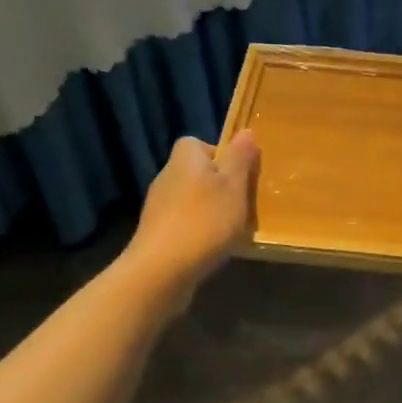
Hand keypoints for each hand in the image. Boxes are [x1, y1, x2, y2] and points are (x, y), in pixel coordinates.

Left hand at [127, 132, 259, 302]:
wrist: (161, 270)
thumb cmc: (204, 221)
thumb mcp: (234, 186)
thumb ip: (240, 158)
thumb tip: (245, 131)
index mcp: (185, 158)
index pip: (199, 143)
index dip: (222, 156)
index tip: (240, 176)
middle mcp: (167, 176)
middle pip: (198, 172)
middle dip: (220, 186)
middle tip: (242, 203)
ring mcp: (158, 206)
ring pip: (192, 199)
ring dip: (210, 210)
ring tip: (231, 229)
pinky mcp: (156, 233)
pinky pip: (184, 223)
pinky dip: (198, 231)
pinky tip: (212, 248)